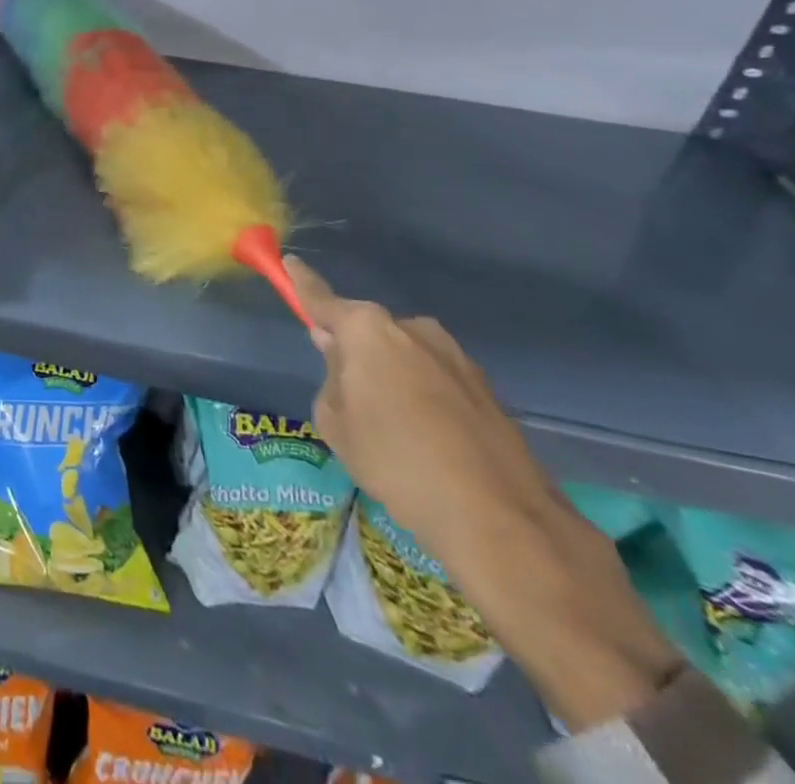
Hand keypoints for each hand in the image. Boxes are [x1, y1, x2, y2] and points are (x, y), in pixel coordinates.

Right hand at [291, 257, 679, 730]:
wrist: (519, 540)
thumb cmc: (409, 479)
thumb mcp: (339, 428)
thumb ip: (331, 383)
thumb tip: (340, 363)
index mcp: (372, 332)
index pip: (320, 293)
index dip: (294, 278)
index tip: (275, 254)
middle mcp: (416, 330)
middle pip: (364, 330)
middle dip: (349, 356)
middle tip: (346, 410)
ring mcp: (457, 357)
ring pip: (400, 356)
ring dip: (387, 382)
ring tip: (393, 444)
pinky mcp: (487, 387)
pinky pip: (431, 377)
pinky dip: (419, 400)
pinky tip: (429, 452)